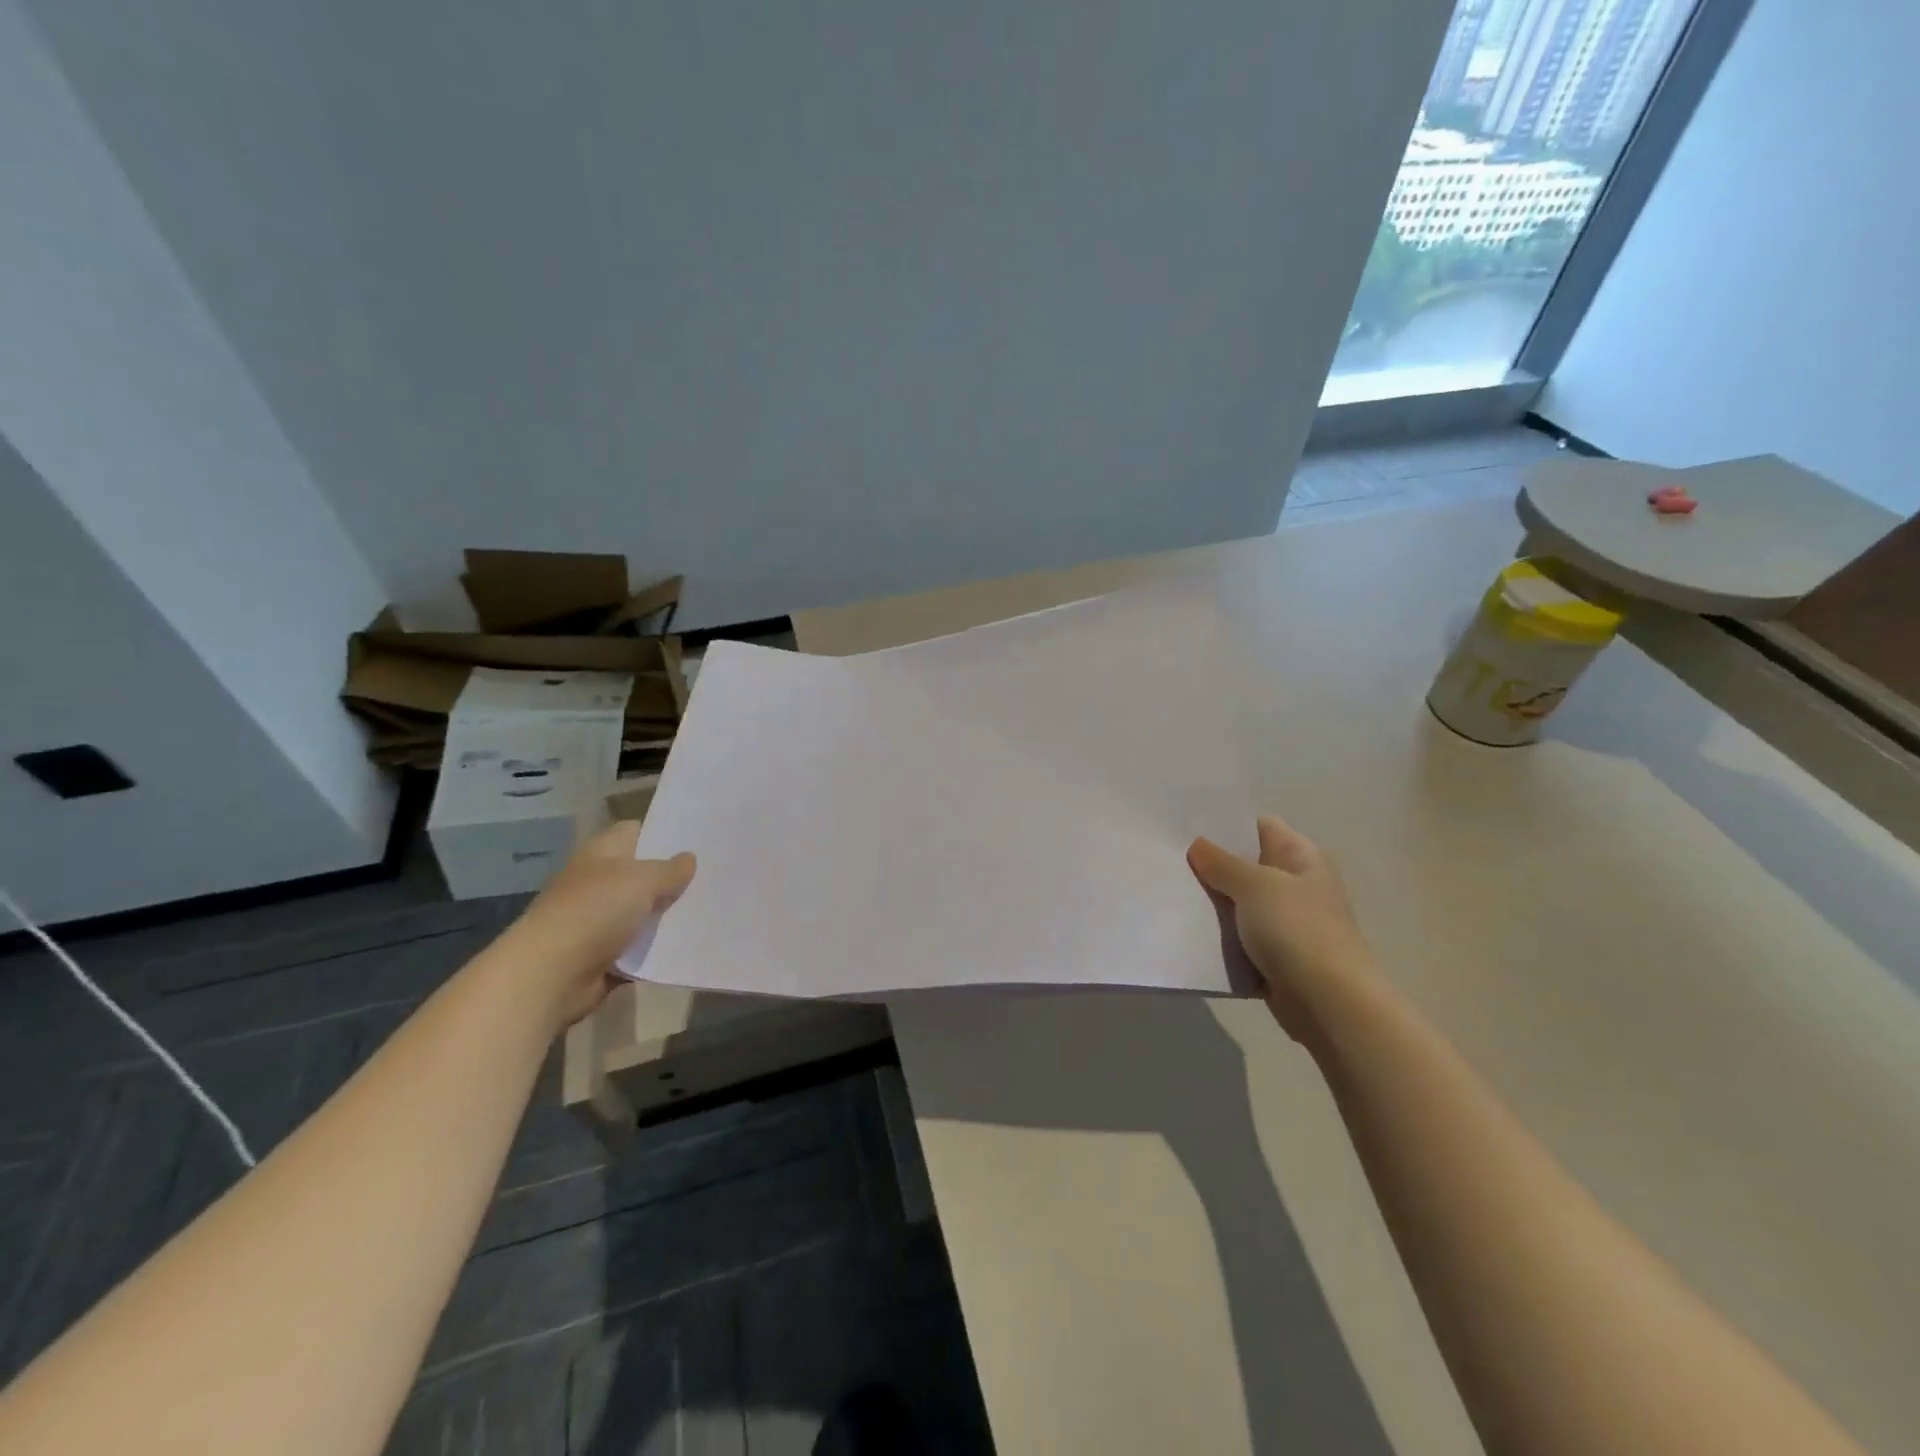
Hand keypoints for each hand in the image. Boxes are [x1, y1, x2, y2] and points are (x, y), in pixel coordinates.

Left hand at [500, 821, 695, 1026]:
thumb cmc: (594, 912)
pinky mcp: (603, 955)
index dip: (664, 833)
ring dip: (668, 915)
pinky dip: (658, 948)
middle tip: (716, 874)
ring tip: (712, 908)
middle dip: (674, 876)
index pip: (636, 831)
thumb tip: (689, 858)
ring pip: (643, 911)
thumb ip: (670, 869)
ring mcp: (599, 920)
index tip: (699, 839)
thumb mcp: (642, 881)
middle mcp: (599, 882)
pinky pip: (639, 947)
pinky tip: (690, 943)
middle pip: (643, 873)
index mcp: (602, 853)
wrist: (549, 976)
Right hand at [1188, 816, 1377, 1045]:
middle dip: (1211, 864)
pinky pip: (1239, 937)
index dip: (1225, 825)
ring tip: (1170, 890)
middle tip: (1168, 858)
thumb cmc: (1297, 930)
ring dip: (1212, 903)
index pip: (1259, 827)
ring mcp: (1286, 922)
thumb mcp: (1255, 885)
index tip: (1185, 827)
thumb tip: (1198, 845)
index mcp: (1302, 857)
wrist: (1329, 1003)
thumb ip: (1223, 863)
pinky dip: (1219, 936)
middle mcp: (1296, 884)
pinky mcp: (1274, 955)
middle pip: (1246, 865)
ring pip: (1239, 903)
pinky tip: (1187, 929)